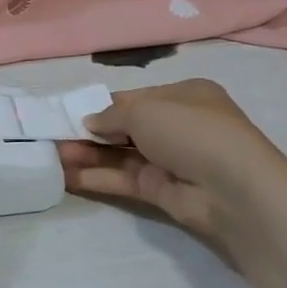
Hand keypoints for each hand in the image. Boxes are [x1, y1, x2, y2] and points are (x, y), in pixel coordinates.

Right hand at [60, 80, 286, 250]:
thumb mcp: (145, 111)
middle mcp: (178, 126)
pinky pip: (123, 179)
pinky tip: (66, 176)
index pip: (135, 98)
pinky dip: (96, 177)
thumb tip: (89, 123)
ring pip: (120, 155)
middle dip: (90, 132)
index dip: (102, 105)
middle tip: (53, 135)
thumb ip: (111, 116)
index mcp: (184, 96)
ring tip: (52, 156)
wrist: (234, 189)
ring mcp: (171, 160)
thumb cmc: (192, 130)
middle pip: (125, 128)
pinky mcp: (162, 191)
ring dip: (87, 155)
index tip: (69, 112)